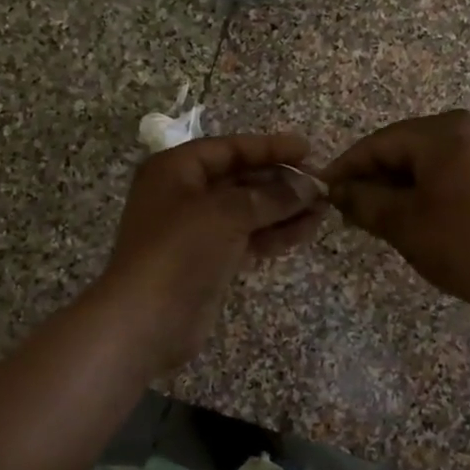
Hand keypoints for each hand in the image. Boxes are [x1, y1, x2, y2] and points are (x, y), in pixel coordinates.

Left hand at [97, 134, 325, 373]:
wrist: (145, 321)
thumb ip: (271, 196)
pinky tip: (305, 232)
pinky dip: (274, 234)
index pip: (230, 148)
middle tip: (322, 185)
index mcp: (176, 170)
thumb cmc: (180, 251)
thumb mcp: (226, 213)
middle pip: (241, 179)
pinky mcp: (209, 260)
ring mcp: (197, 230)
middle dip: (281, 182)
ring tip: (323, 210)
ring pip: (248, 211)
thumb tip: (310, 186)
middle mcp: (185, 194)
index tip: (307, 150)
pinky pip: (247, 237)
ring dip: (284, 209)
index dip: (270, 148)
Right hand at [321, 111, 469, 330]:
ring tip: (377, 214)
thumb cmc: (463, 244)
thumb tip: (337, 190)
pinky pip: (454, 168)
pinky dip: (429, 186)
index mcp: (444, 132)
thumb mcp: (403, 223)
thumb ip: (363, 200)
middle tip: (348, 207)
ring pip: (430, 158)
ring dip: (401, 183)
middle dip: (375, 175)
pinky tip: (414, 211)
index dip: (348, 166)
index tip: (323, 189)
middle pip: (406, 146)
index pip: (380, 142)